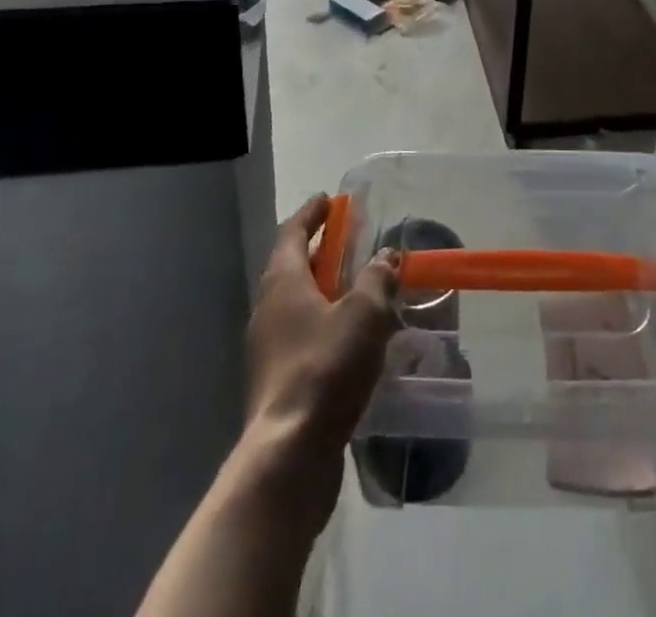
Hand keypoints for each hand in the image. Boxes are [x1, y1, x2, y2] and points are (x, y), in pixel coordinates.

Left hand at [246, 194, 399, 462]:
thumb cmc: (325, 368)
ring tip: (357, 289)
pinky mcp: (277, 382)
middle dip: (321, 250)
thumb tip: (387, 255)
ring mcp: (268, 349)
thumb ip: (377, 279)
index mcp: (283, 282)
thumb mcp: (364, 314)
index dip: (312, 213)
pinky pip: (302, 336)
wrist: (289, 455)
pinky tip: (351, 339)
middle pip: (293, 266)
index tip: (329, 199)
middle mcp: (268, 309)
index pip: (293, 232)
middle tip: (349, 239)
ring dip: (324, 290)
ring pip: (297, 304)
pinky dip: (324, 324)